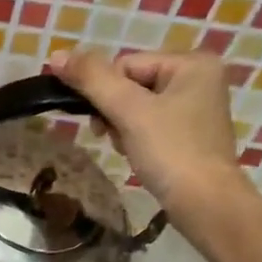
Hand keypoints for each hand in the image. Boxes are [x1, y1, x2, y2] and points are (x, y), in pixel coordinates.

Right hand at [46, 48, 251, 228]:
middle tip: (114, 138)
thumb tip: (55, 56)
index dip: (106, 93)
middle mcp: (199, 78)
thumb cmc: (170, 151)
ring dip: (123, 128)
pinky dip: (138, 140)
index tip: (103, 123)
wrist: (205, 204)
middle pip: (132, 85)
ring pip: (139, 108)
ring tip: (129, 150)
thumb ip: (92, 79)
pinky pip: (152, 126)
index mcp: (192, 62)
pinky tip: (140, 157)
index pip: (126, 65)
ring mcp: (197, 108)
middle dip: (116, 113)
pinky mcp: (192, 135)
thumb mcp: (128, 111)